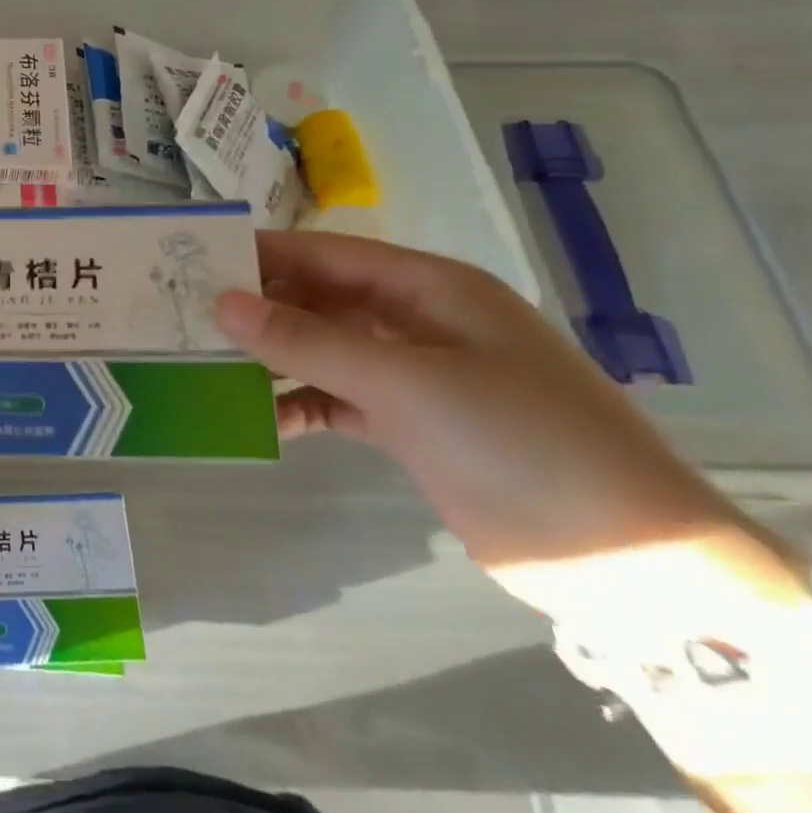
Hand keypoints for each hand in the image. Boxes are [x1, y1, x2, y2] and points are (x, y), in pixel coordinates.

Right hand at [214, 231, 743, 616]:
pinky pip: (336, 401)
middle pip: (320, 300)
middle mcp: (417, 322)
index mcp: (429, 289)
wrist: (626, 560)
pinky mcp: (410, 426)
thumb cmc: (520, 441)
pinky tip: (260, 421)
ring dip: (272, 359)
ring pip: (323, 351)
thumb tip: (222, 303)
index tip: (193, 260)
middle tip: (185, 317)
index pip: (327, 254)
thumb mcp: (406, 382)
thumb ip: (309, 341)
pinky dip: (299, 406)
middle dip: (258, 308)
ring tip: (206, 368)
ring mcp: (414, 376)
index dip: (262, 253)